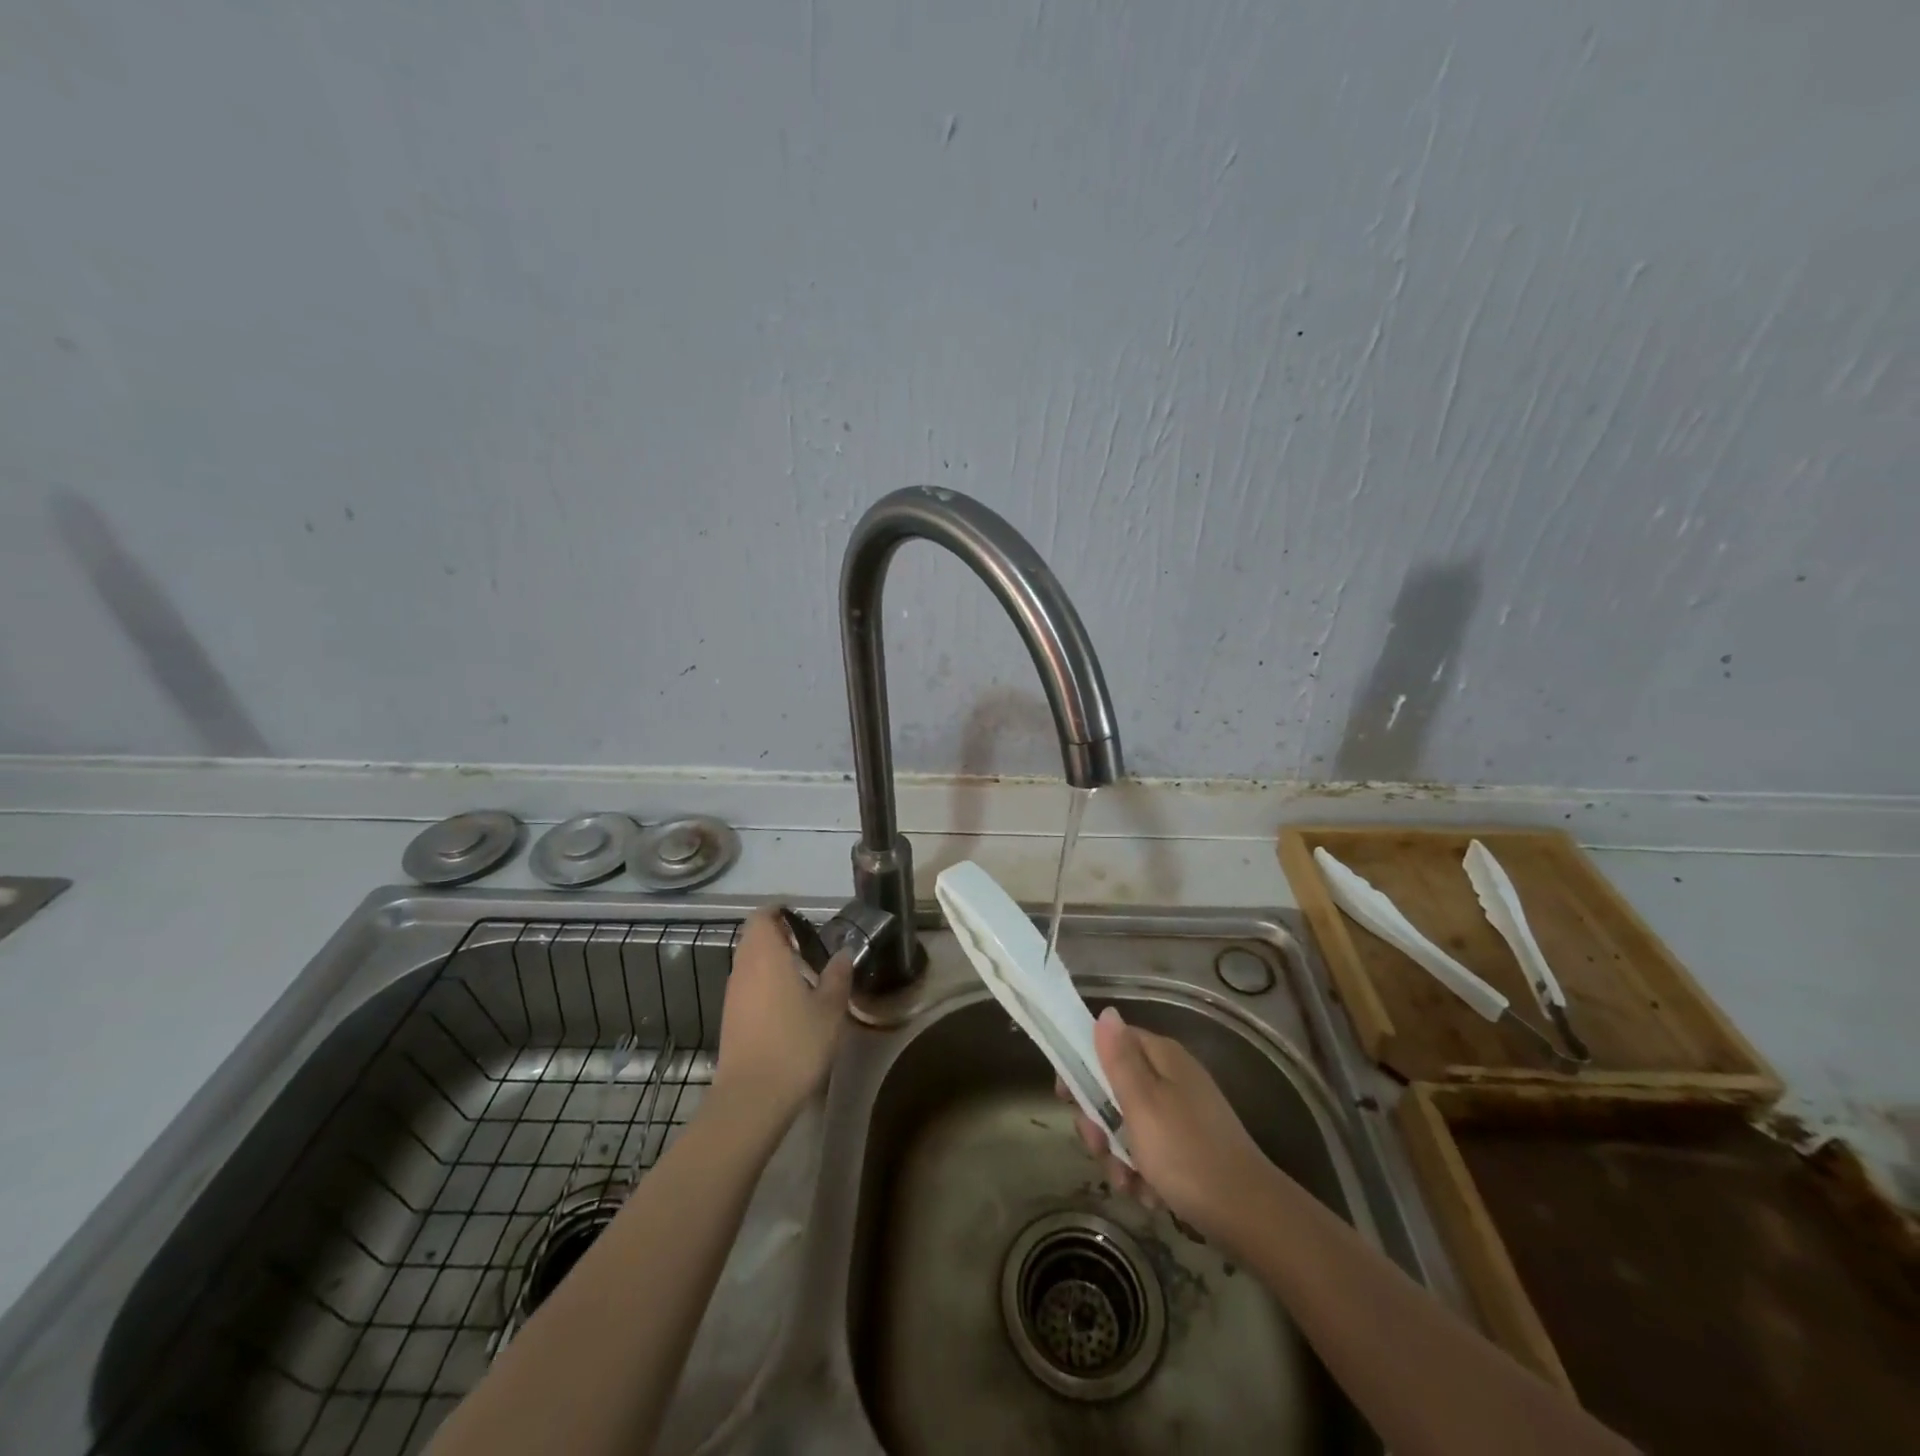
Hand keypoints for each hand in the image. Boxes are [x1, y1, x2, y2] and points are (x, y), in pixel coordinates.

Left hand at [712, 906, 852, 1121]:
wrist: (753, 1097)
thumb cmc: (796, 1043)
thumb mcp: (830, 1009)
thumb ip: (837, 976)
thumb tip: (843, 954)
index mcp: (766, 954)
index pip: (763, 916)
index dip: (781, 912)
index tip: (805, 921)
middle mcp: (743, 967)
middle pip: (754, 937)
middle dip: (779, 936)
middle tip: (810, 947)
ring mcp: (733, 994)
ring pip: (749, 963)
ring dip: (772, 961)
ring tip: (804, 976)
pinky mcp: (730, 1018)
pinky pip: (747, 986)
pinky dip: (765, 984)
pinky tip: (789, 1006)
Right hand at [1069, 1007, 1272, 1242]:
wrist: (1249, 1216)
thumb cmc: (1186, 1153)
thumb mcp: (1142, 1103)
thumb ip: (1119, 1058)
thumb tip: (1106, 1012)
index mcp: (1162, 1057)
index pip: (1111, 1043)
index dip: (1082, 1066)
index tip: (1066, 1098)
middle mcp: (1173, 1077)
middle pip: (1116, 1087)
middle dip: (1100, 1123)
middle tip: (1099, 1149)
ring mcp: (1184, 1113)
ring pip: (1130, 1124)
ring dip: (1120, 1155)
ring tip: (1128, 1184)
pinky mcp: (1192, 1146)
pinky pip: (1153, 1151)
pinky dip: (1145, 1172)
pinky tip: (1149, 1196)